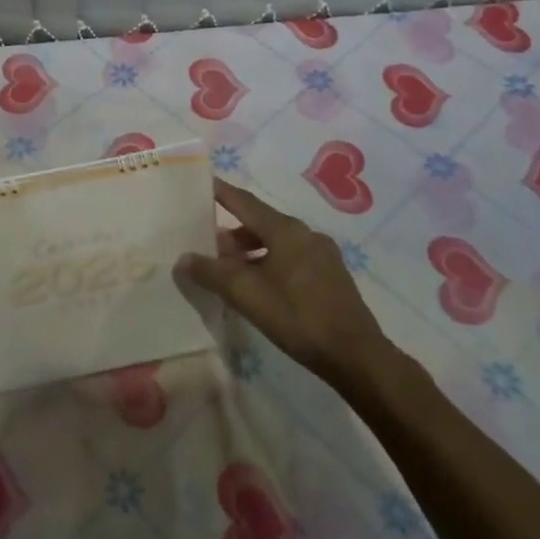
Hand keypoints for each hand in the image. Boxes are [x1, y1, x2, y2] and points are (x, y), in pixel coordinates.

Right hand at [181, 178, 395, 383]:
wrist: (356, 356)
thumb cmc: (298, 317)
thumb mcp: (247, 295)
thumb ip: (211, 273)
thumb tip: (183, 258)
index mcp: (285, 230)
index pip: (244, 201)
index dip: (221, 192)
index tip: (201, 183)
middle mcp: (305, 233)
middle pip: (260, 222)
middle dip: (232, 231)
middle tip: (207, 243)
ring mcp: (322, 254)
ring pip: (277, 242)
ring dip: (250, 250)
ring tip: (229, 269)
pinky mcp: (330, 275)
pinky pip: (291, 257)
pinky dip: (269, 261)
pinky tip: (259, 285)